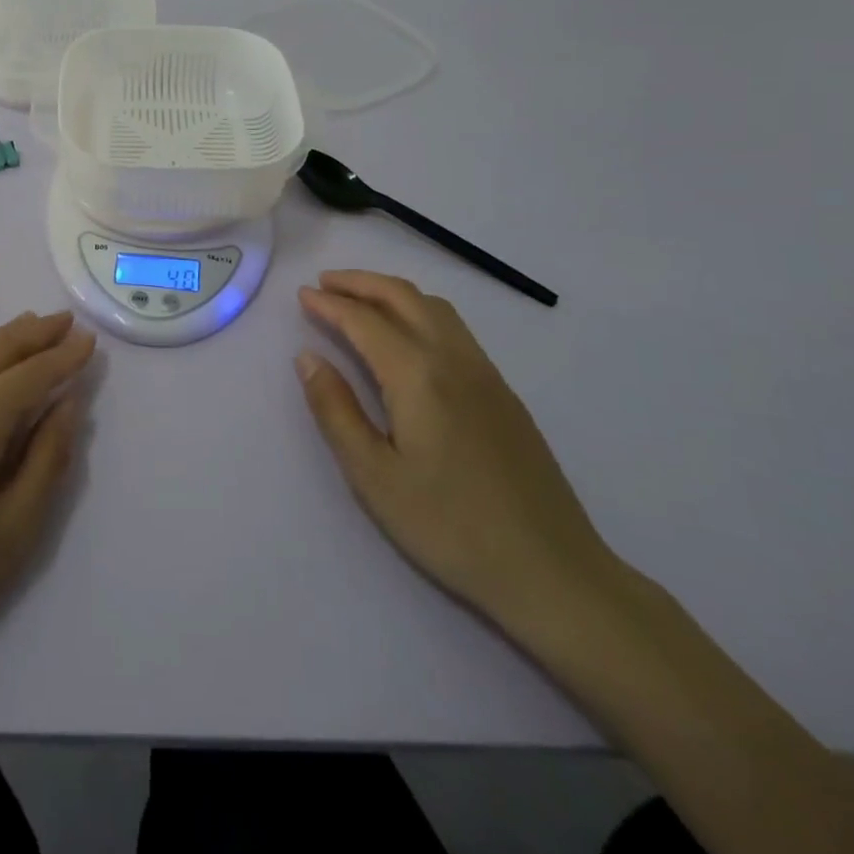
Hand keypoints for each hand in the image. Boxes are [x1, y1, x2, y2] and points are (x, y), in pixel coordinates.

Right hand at [296, 270, 616, 630]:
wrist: (552, 571)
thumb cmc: (450, 526)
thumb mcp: (374, 476)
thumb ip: (336, 410)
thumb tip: (307, 358)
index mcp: (418, 376)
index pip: (365, 320)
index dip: (329, 304)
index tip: (301, 295)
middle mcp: (453, 359)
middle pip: (403, 297)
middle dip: (360, 282)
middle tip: (324, 283)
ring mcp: (485, 373)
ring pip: (434, 307)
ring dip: (391, 292)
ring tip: (359, 299)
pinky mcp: (503, 391)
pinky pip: (454, 328)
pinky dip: (419, 310)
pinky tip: (407, 334)